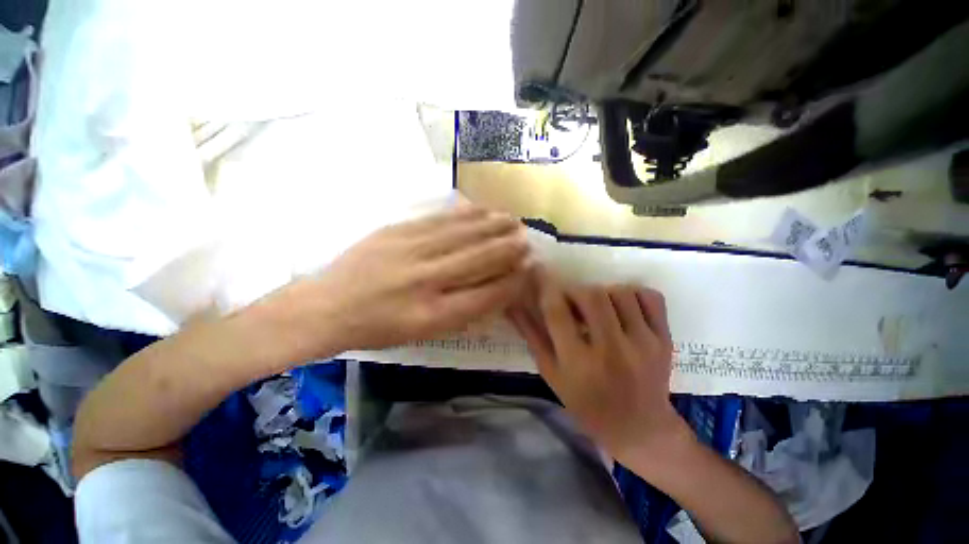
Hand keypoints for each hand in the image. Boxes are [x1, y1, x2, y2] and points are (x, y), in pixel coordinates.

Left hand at [279, 204, 529, 355]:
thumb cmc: (378, 329)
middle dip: (508, 248)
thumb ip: (461, 313)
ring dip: (492, 226)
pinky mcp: (397, 230)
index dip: (511, 281)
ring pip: (463, 234)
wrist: (327, 306)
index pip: (486, 294)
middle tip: (527, 240)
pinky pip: (439, 219)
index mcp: (433, 315)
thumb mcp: (422, 334)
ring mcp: (410, 251)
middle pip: (479, 259)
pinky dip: (466, 214)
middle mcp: (426, 281)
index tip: (527, 270)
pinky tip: (481, 209)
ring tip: (513, 220)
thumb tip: (493, 290)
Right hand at [507, 267, 688, 462]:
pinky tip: (622, 306)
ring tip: (598, 309)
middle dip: (575, 291)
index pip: (557, 312)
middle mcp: (612, 351)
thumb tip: (512, 305)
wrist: (639, 429)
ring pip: (619, 292)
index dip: (545, 287)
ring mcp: (644, 344)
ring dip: (602, 292)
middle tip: (572, 302)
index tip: (539, 272)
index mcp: (578, 364)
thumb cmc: (586, 404)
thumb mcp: (551, 373)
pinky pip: (650, 297)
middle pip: (591, 295)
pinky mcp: (665, 340)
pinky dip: (633, 293)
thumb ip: (532, 335)